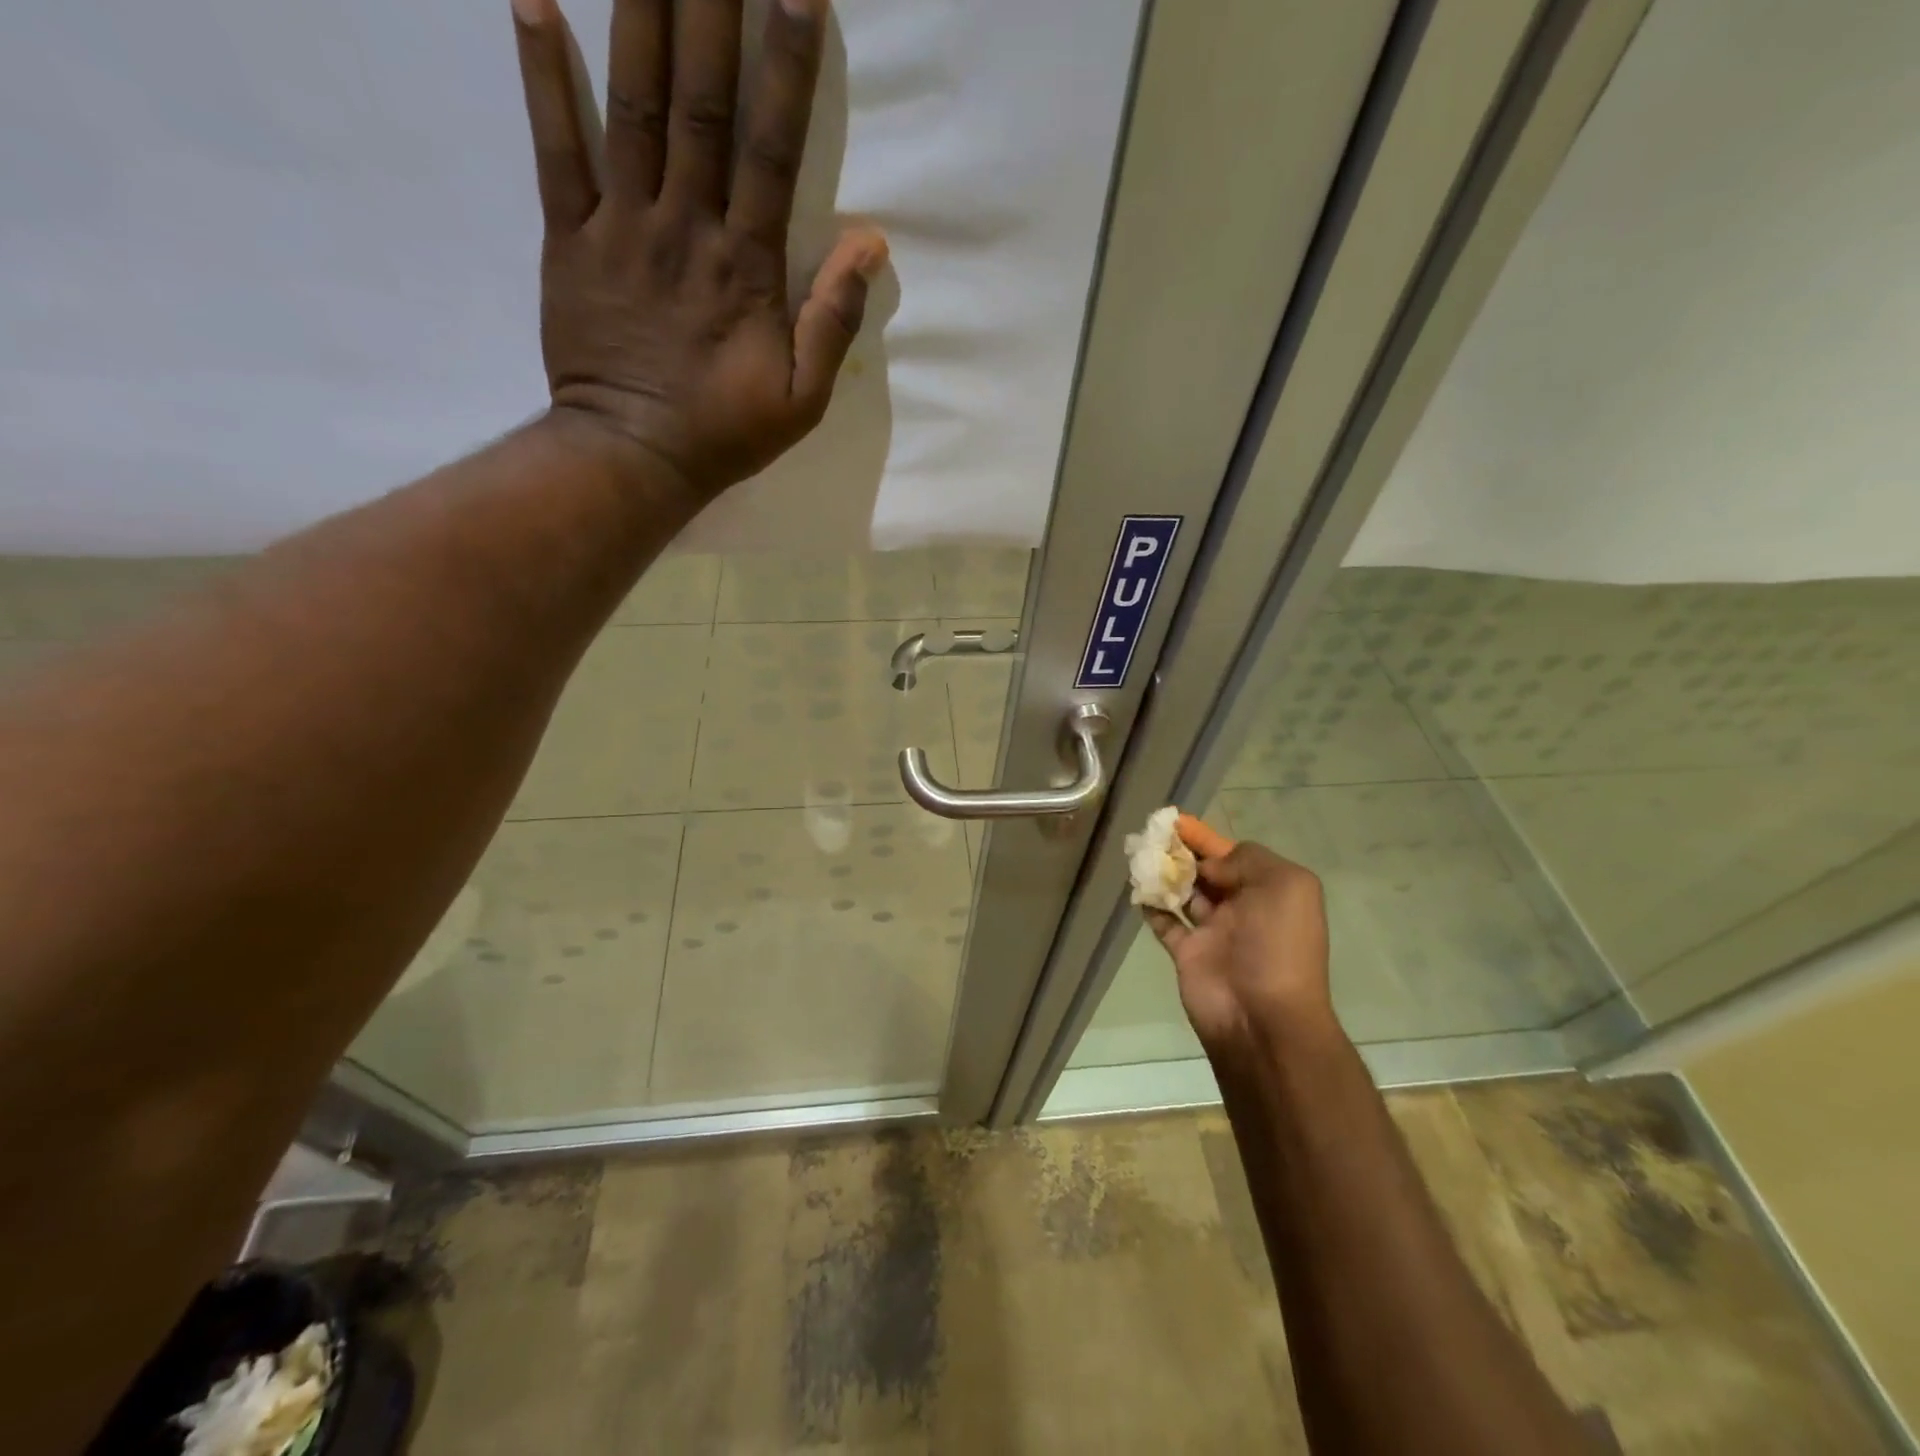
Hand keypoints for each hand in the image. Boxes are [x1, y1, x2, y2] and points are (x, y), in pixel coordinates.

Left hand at [512, 0, 886, 498]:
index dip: (788, 65)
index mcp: (746, 266)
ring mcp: (622, 227)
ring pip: (632, 103)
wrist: (633, 457)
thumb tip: (871, 243)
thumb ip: (833, 321)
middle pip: (701, 99)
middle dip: (712, 3)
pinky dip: (542, 74)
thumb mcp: (802, 399)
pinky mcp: (570, 240)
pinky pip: (554, 148)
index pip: (773, 149)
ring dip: (639, 8)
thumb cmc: (724, 432)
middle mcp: (686, 227)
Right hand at [1145, 840, 1334, 1054]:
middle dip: (1181, 851)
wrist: (1262, 1018)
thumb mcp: (1285, 886)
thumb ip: (1246, 860)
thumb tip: (1210, 866)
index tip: (1175, 820)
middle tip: (1150, 835)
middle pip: (1206, 870)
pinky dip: (1151, 905)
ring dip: (1163, 873)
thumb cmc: (1278, 946)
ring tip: (1139, 855)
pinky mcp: (1186, 953)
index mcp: (1269, 890)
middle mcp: (1242, 907)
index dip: (1205, 836)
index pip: (1234, 853)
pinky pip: (1164, 922)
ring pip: (1183, 892)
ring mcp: (1213, 931)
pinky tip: (1138, 889)